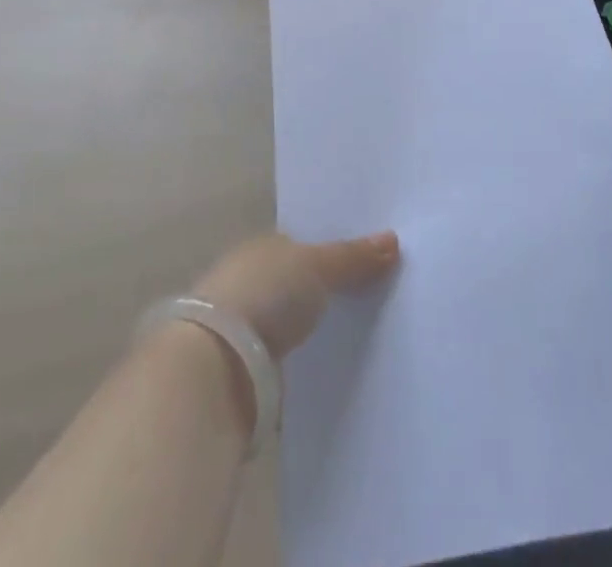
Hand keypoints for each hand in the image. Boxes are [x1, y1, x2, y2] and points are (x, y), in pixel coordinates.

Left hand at [191, 231, 399, 358]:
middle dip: (326, 289)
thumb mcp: (317, 266)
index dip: (333, 250)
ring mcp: (246, 326)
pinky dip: (305, 359)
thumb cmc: (265, 295)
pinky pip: (289, 357)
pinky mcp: (248, 370)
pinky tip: (333, 365)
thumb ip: (353, 256)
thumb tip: (393, 239)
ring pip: (293, 321)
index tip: (367, 260)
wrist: (218, 366)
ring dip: (315, 327)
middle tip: (374, 296)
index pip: (302, 243)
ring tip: (361, 333)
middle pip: (298, 281)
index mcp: (263, 246)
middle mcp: (251, 279)